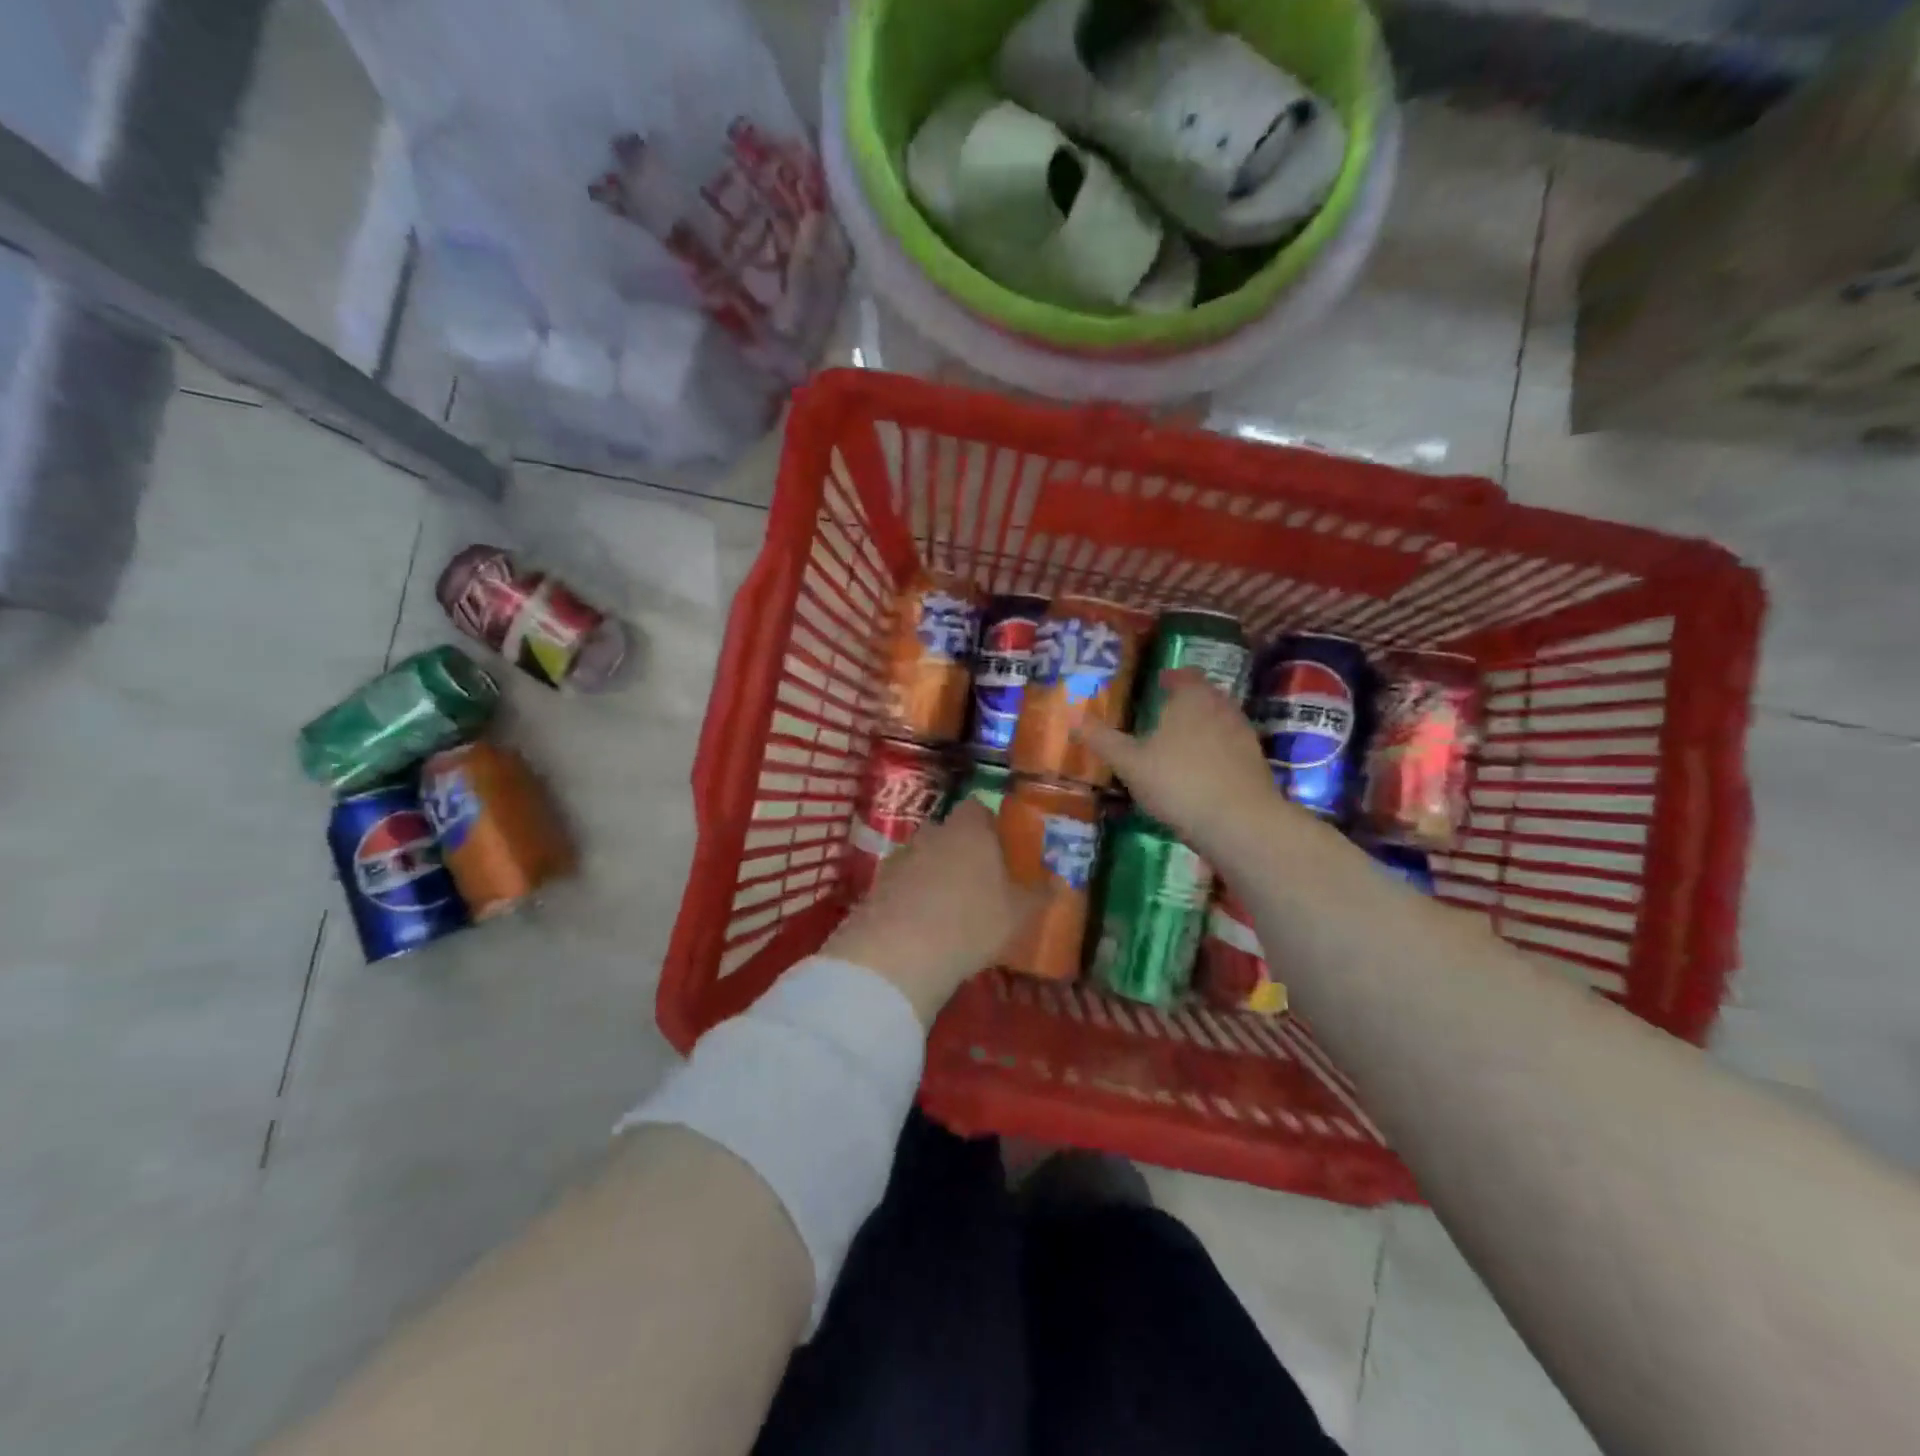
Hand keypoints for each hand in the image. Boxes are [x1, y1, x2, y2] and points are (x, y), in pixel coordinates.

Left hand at [823, 801, 1043, 1026]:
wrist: (900, 950)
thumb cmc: (972, 921)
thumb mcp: (1018, 914)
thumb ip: (1039, 894)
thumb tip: (1060, 882)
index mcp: (969, 830)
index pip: (977, 809)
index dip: (987, 824)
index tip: (998, 847)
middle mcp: (932, 833)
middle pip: (947, 831)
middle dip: (959, 850)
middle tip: (976, 880)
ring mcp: (900, 857)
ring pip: (921, 856)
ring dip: (932, 873)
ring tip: (947, 907)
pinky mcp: (876, 885)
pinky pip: (900, 883)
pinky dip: (910, 896)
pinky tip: (920, 925)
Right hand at [1074, 668, 1278, 850]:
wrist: (1240, 822)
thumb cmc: (1178, 782)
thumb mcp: (1130, 763)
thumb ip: (1103, 740)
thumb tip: (1073, 717)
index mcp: (1192, 697)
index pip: (1184, 675)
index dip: (1170, 678)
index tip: (1157, 684)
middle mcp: (1222, 707)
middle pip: (1205, 695)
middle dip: (1186, 702)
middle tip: (1164, 714)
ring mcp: (1243, 734)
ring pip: (1220, 720)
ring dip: (1202, 727)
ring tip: (1180, 744)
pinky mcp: (1255, 763)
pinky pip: (1230, 747)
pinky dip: (1216, 752)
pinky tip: (1201, 772)